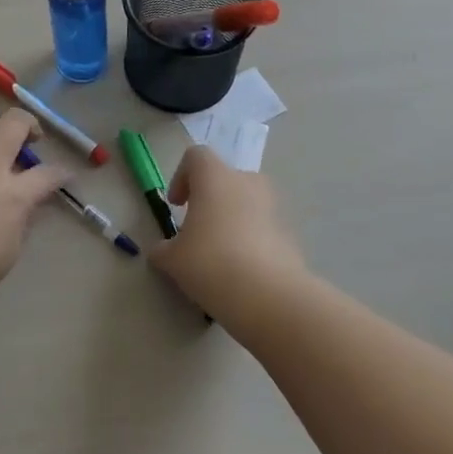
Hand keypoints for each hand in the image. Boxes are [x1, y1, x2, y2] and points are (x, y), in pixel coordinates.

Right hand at [147, 146, 306, 331]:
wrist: (270, 297)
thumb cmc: (211, 263)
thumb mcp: (173, 260)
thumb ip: (163, 249)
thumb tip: (161, 251)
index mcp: (215, 178)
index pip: (196, 156)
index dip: (181, 176)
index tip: (176, 205)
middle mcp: (247, 182)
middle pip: (225, 178)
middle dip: (209, 199)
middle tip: (197, 229)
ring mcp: (274, 207)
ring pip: (247, 203)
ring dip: (231, 219)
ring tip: (219, 254)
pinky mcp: (290, 233)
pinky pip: (264, 227)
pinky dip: (251, 240)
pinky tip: (241, 271)